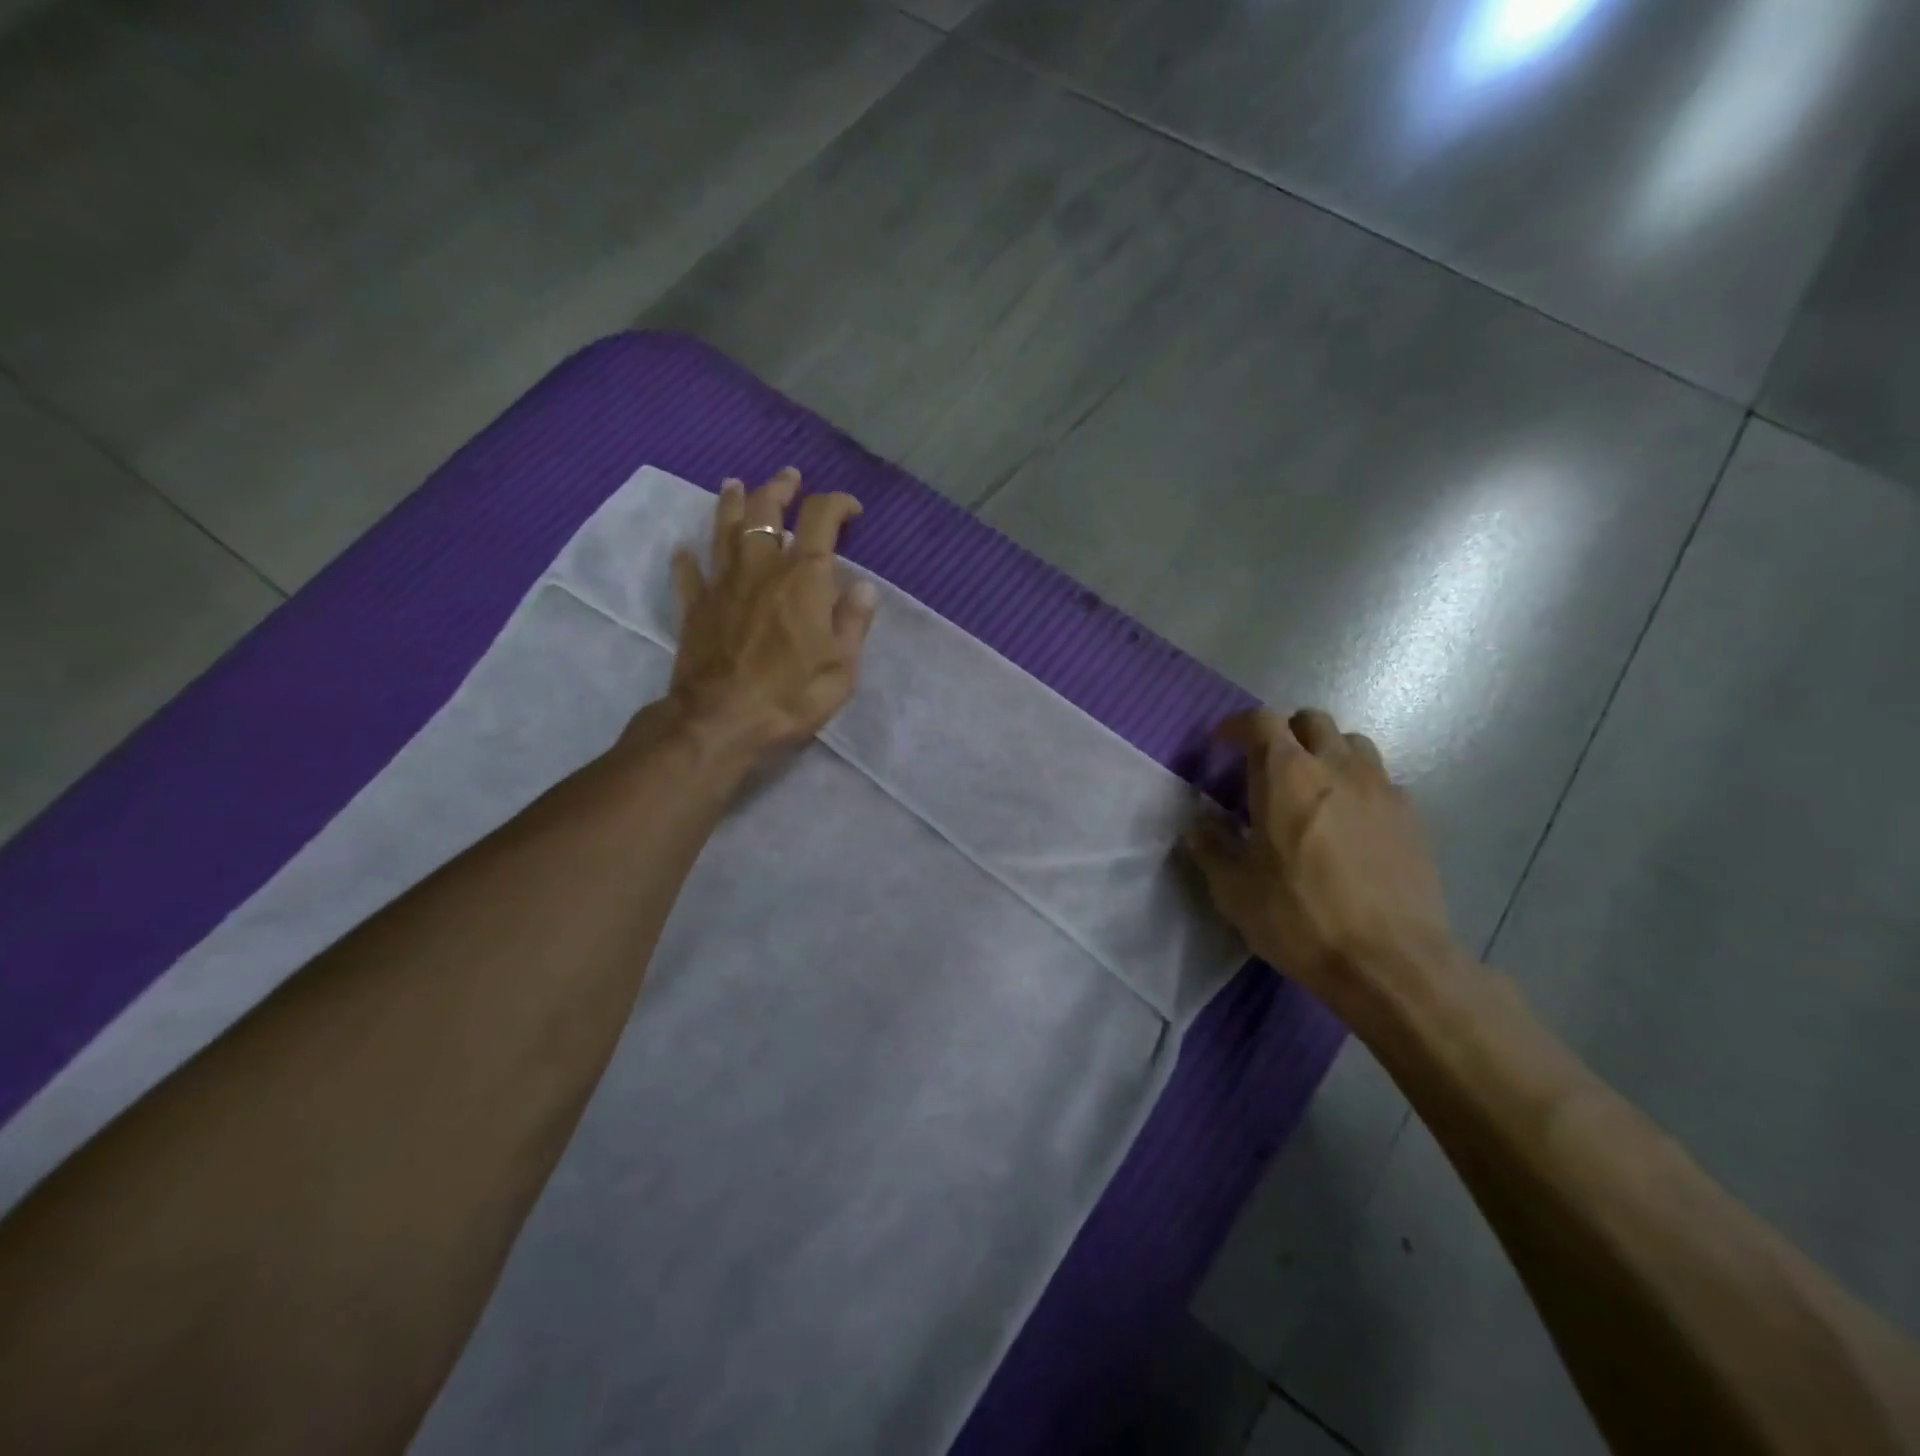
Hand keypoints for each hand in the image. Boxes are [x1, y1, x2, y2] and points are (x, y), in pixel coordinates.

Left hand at [660, 468, 877, 760]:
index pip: (821, 520)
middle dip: (779, 489)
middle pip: (766, 512)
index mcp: (803, 579)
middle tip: (788, 477)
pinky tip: (683, 550)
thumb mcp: (841, 667)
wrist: (721, 721)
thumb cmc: (791, 696)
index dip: (837, 504)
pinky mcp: (695, 608)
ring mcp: (722, 585)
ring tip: (735, 485)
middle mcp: (761, 569)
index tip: (851, 510)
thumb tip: (863, 587)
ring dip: (731, 504)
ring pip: (724, 530)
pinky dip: (686, 559)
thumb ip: (853, 622)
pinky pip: (688, 574)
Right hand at [1184, 707, 1456, 1010]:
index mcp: (1287, 776)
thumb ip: (1211, 847)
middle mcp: (1337, 768)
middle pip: (1312, 721)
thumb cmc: (1300, 918)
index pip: (1262, 721)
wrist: (1391, 962)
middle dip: (1285, 732)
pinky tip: (1349, 824)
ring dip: (1326, 753)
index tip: (1222, 744)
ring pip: (1353, 744)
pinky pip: (1381, 781)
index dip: (1237, 726)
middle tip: (1266, 765)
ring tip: (1312, 788)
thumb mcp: (1235, 889)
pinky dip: (1358, 787)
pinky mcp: (1412, 818)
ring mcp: (1381, 790)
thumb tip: (1197, 824)